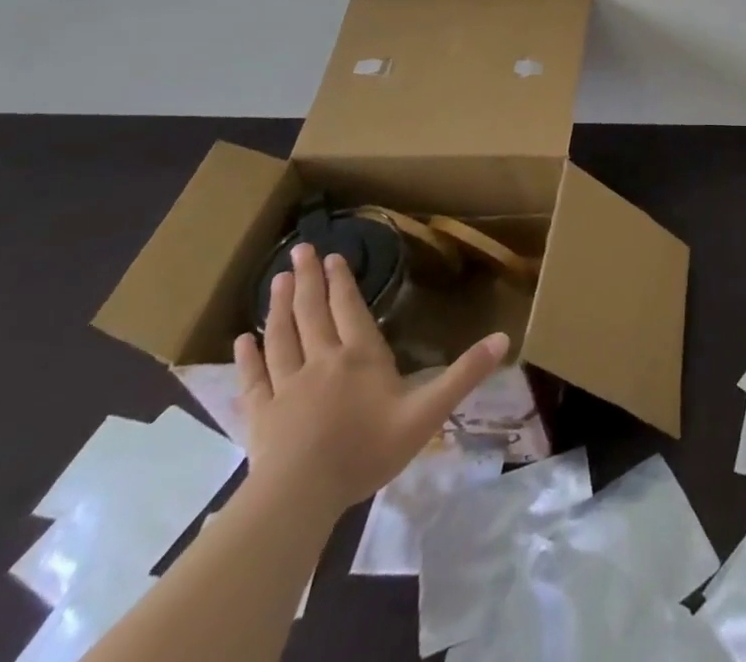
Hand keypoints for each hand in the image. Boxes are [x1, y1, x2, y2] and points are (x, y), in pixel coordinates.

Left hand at [234, 243, 508, 517]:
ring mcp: (286, 387)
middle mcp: (322, 360)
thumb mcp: (427, 413)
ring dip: (279, 306)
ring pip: (281, 336)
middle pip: (312, 312)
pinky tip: (241, 341)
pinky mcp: (260, 415)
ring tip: (277, 279)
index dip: (342, 282)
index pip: (349, 309)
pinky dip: (247, 357)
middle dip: (309, 279)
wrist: (301, 496)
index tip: (335, 256)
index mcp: (360, 356)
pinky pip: (253, 378)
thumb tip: (504, 337)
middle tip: (300, 250)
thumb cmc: (367, 450)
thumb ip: (464, 375)